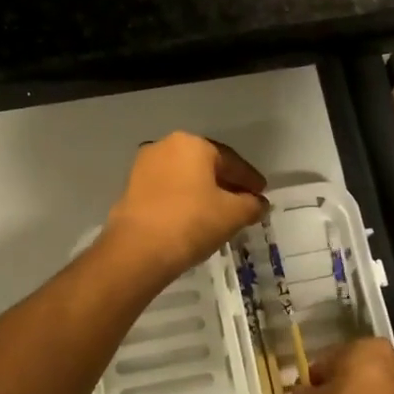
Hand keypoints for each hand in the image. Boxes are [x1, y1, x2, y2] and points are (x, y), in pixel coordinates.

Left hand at [103, 132, 267, 278]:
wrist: (138, 249)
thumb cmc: (191, 222)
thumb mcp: (232, 214)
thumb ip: (251, 205)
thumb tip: (259, 203)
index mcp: (192, 143)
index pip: (230, 160)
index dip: (249, 178)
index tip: (262, 193)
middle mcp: (166, 146)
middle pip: (206, 165)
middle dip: (226, 183)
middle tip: (244, 202)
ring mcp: (144, 166)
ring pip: (185, 177)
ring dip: (204, 191)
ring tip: (220, 212)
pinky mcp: (131, 188)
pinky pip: (167, 189)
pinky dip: (183, 200)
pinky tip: (194, 218)